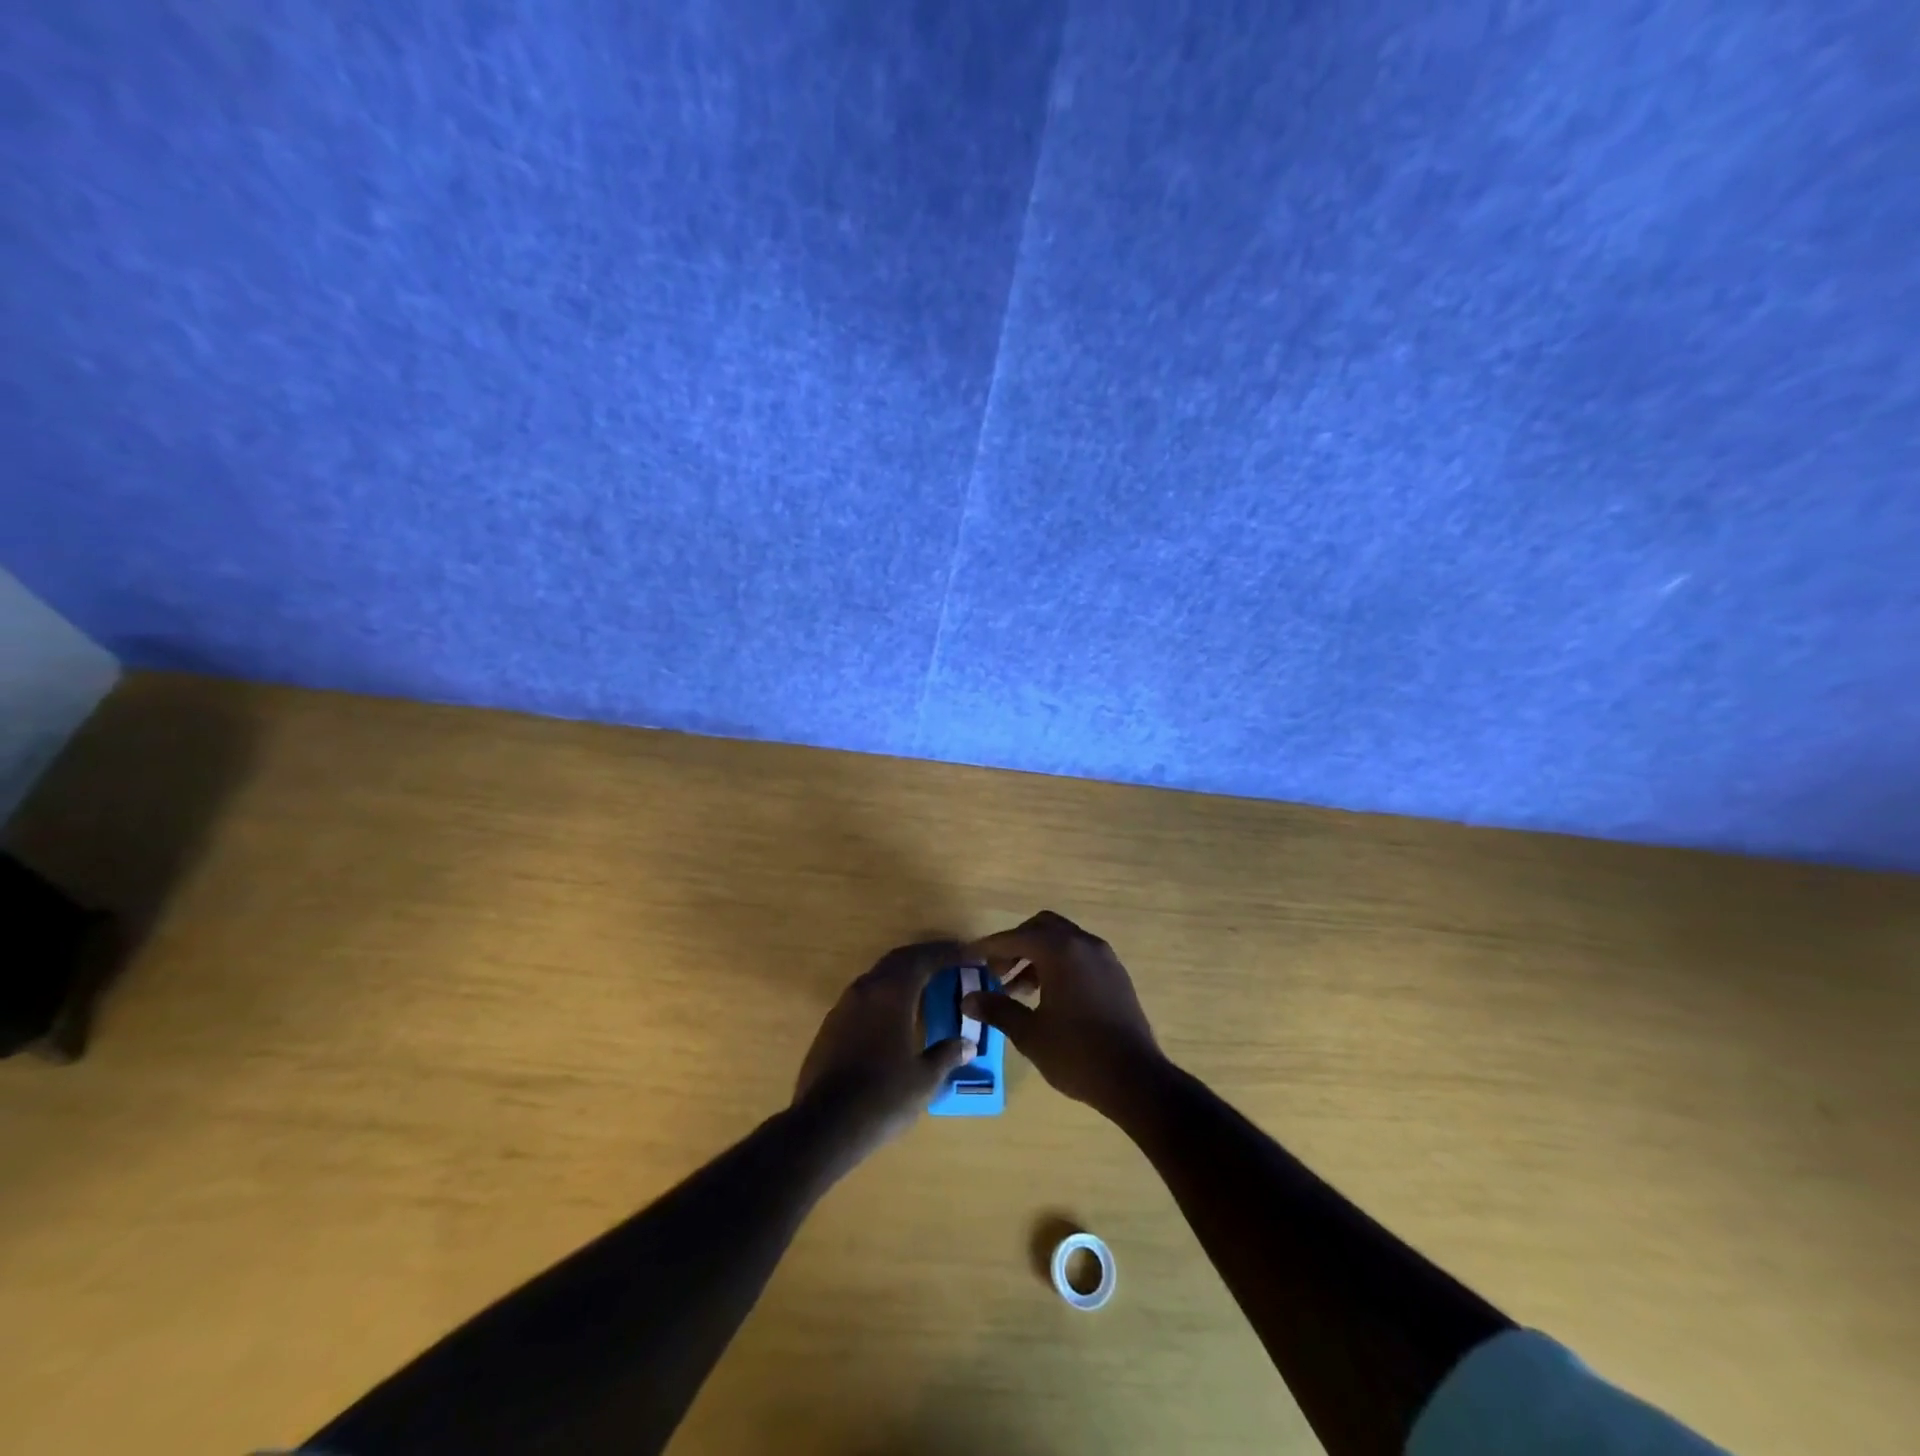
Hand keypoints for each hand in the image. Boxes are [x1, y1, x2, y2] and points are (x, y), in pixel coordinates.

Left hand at [793, 941, 974, 1159]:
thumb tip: (966, 1044)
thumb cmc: (882, 1097)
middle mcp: (866, 989)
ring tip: (926, 984)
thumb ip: (946, 1054)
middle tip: (950, 961)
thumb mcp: (924, 1079)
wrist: (824, 1126)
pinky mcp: (830, 1026)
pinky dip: (886, 994)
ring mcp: (844, 1006)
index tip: (969, 955)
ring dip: (903, 974)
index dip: (948, 953)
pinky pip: (865, 996)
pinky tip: (896, 1014)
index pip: (923, 959)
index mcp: (892, 993)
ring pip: (878, 976)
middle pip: (899, 960)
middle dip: (926, 957)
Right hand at [962, 911, 1162, 1113]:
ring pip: (1063, 941)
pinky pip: (1080, 956)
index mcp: (1061, 950)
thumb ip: (998, 1009)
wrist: (1135, 1079)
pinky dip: (1059, 964)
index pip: (1016, 937)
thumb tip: (968, 999)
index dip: (989, 947)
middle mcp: (1084, 944)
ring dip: (1037, 956)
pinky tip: (1048, 997)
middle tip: (996, 972)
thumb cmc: (1076, 1054)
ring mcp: (1105, 958)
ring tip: (1018, 990)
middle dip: (1016, 945)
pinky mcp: (1117, 976)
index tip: (969, 957)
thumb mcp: (1030, 1033)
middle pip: (1042, 928)